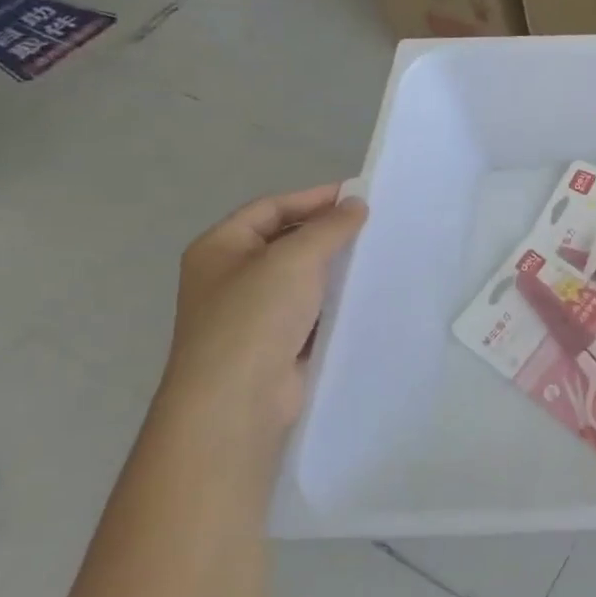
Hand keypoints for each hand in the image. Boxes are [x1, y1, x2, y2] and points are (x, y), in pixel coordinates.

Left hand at [160, 186, 367, 442]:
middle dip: (327, 233)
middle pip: (285, 241)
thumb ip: (329, 227)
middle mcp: (230, 277)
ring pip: (301, 278)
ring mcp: (252, 313)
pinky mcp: (276, 344)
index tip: (359, 196)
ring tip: (377, 256)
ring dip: (334, 268)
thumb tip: (356, 204)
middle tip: (374, 225)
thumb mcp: (295, 257)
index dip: (313, 198)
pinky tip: (365, 295)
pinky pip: (311, 310)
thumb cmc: (255, 316)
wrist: (237, 400)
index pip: (271, 208)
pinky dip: (335, 301)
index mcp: (219, 248)